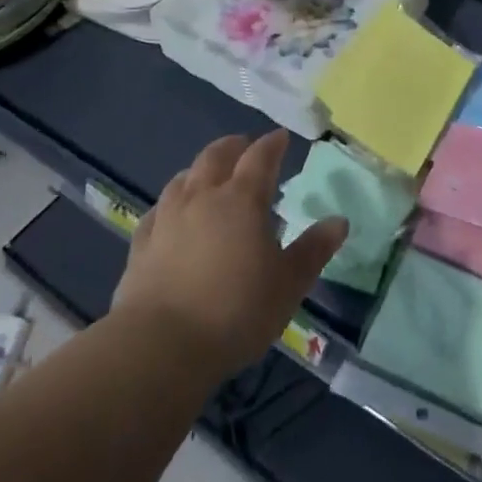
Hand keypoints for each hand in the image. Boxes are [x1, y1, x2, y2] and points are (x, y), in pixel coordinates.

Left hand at [112, 130, 347, 377]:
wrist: (161, 344)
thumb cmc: (236, 310)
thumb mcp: (289, 283)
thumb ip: (314, 249)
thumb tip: (340, 221)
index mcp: (242, 200)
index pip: (260, 158)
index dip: (272, 144)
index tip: (281, 137)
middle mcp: (202, 197)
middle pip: (216, 157)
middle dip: (233, 147)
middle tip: (244, 146)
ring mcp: (167, 218)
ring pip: (183, 178)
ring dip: (199, 170)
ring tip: (208, 173)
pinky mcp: (141, 244)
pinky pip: (157, 211)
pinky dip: (170, 203)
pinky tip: (170, 213)